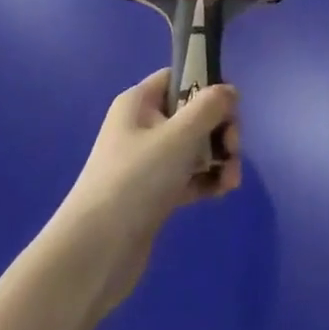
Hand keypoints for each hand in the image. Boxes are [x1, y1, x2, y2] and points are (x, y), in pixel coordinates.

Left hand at [50, 69, 241, 315]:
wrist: (95, 252)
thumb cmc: (136, 180)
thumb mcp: (178, 136)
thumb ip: (209, 107)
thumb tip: (229, 91)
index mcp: (139, 103)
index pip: (179, 77)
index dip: (208, 85)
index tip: (230, 106)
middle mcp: (143, 126)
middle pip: (194, 113)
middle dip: (220, 128)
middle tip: (233, 148)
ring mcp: (148, 162)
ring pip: (196, 146)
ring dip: (219, 157)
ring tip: (231, 179)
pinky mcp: (155, 193)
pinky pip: (190, 175)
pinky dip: (208, 179)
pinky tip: (222, 191)